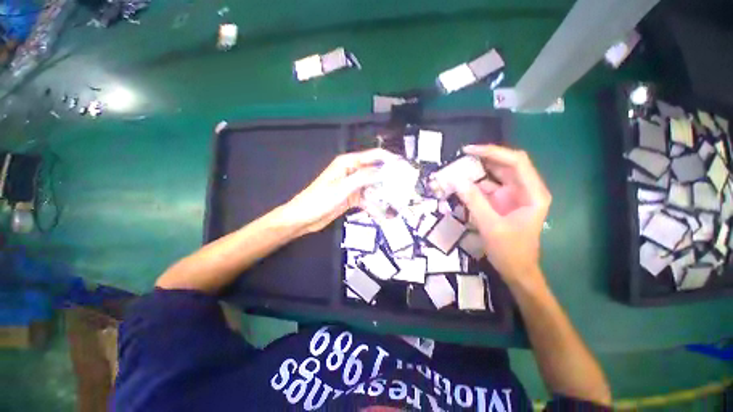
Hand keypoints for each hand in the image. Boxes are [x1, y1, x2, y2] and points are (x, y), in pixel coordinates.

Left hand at [281, 148, 396, 233]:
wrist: (304, 218)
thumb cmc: (319, 200)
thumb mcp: (343, 188)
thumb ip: (363, 178)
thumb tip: (384, 171)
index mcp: (348, 163)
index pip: (374, 156)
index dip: (390, 159)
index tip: (405, 167)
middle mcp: (352, 172)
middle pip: (375, 172)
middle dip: (389, 179)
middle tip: (405, 188)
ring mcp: (353, 185)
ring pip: (373, 187)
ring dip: (383, 194)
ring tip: (397, 203)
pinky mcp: (352, 197)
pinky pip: (367, 199)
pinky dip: (374, 205)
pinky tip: (383, 214)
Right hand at [453, 144, 551, 285]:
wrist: (516, 270)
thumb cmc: (510, 251)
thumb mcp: (490, 226)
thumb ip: (474, 201)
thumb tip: (456, 180)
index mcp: (533, 193)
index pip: (516, 162)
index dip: (493, 152)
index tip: (469, 150)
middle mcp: (525, 190)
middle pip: (506, 165)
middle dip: (484, 158)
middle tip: (461, 156)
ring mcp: (512, 195)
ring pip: (495, 175)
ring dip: (477, 171)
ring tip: (457, 167)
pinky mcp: (501, 202)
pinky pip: (487, 188)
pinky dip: (473, 185)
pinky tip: (460, 184)